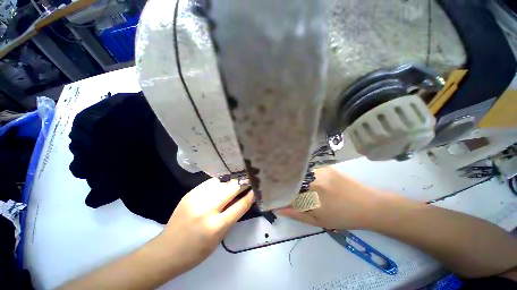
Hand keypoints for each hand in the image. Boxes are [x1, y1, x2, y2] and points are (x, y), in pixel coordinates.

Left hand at [158, 178, 254, 270]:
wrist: (167, 250)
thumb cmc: (197, 250)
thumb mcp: (220, 237)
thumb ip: (233, 216)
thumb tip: (244, 199)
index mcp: (217, 225)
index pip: (241, 205)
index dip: (251, 195)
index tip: (256, 188)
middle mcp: (207, 209)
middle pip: (232, 188)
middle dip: (242, 183)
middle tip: (248, 180)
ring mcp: (197, 198)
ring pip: (221, 182)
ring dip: (231, 181)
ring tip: (236, 180)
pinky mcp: (190, 193)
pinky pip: (210, 182)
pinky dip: (219, 182)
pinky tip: (222, 183)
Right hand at [277, 167, 385, 229]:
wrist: (368, 205)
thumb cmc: (342, 217)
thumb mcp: (318, 221)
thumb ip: (296, 214)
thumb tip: (278, 208)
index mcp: (310, 195)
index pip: (286, 192)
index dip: (279, 194)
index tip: (274, 195)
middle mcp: (312, 180)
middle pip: (291, 180)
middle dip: (285, 184)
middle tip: (283, 189)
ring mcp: (319, 171)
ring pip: (298, 173)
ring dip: (294, 179)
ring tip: (295, 184)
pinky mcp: (324, 166)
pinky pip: (308, 169)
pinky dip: (303, 174)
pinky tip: (307, 179)